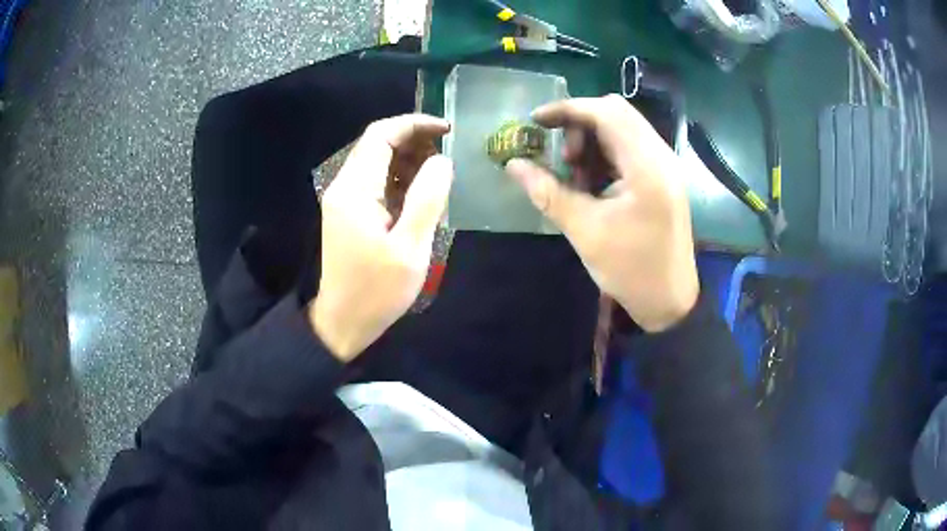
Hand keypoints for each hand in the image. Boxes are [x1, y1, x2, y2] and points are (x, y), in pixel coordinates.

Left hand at [310, 115, 452, 360]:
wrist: (343, 322)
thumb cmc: (377, 291)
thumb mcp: (410, 248)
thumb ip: (427, 199)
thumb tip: (442, 160)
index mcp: (355, 190)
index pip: (380, 135)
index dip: (414, 124)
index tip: (447, 130)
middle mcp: (344, 186)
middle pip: (376, 144)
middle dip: (413, 140)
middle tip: (448, 154)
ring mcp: (343, 200)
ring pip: (376, 161)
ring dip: (407, 159)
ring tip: (439, 174)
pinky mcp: (348, 213)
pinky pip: (374, 182)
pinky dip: (399, 178)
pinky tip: (420, 193)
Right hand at [506, 95, 697, 331]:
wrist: (669, 301)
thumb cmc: (630, 269)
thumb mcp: (585, 231)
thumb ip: (547, 192)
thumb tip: (512, 164)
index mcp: (646, 166)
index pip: (606, 113)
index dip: (567, 110)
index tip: (535, 121)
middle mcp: (661, 156)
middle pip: (616, 113)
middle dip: (580, 125)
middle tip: (562, 158)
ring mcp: (665, 166)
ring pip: (624, 128)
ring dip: (593, 141)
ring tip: (576, 177)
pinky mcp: (663, 177)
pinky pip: (631, 148)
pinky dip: (606, 155)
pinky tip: (594, 184)